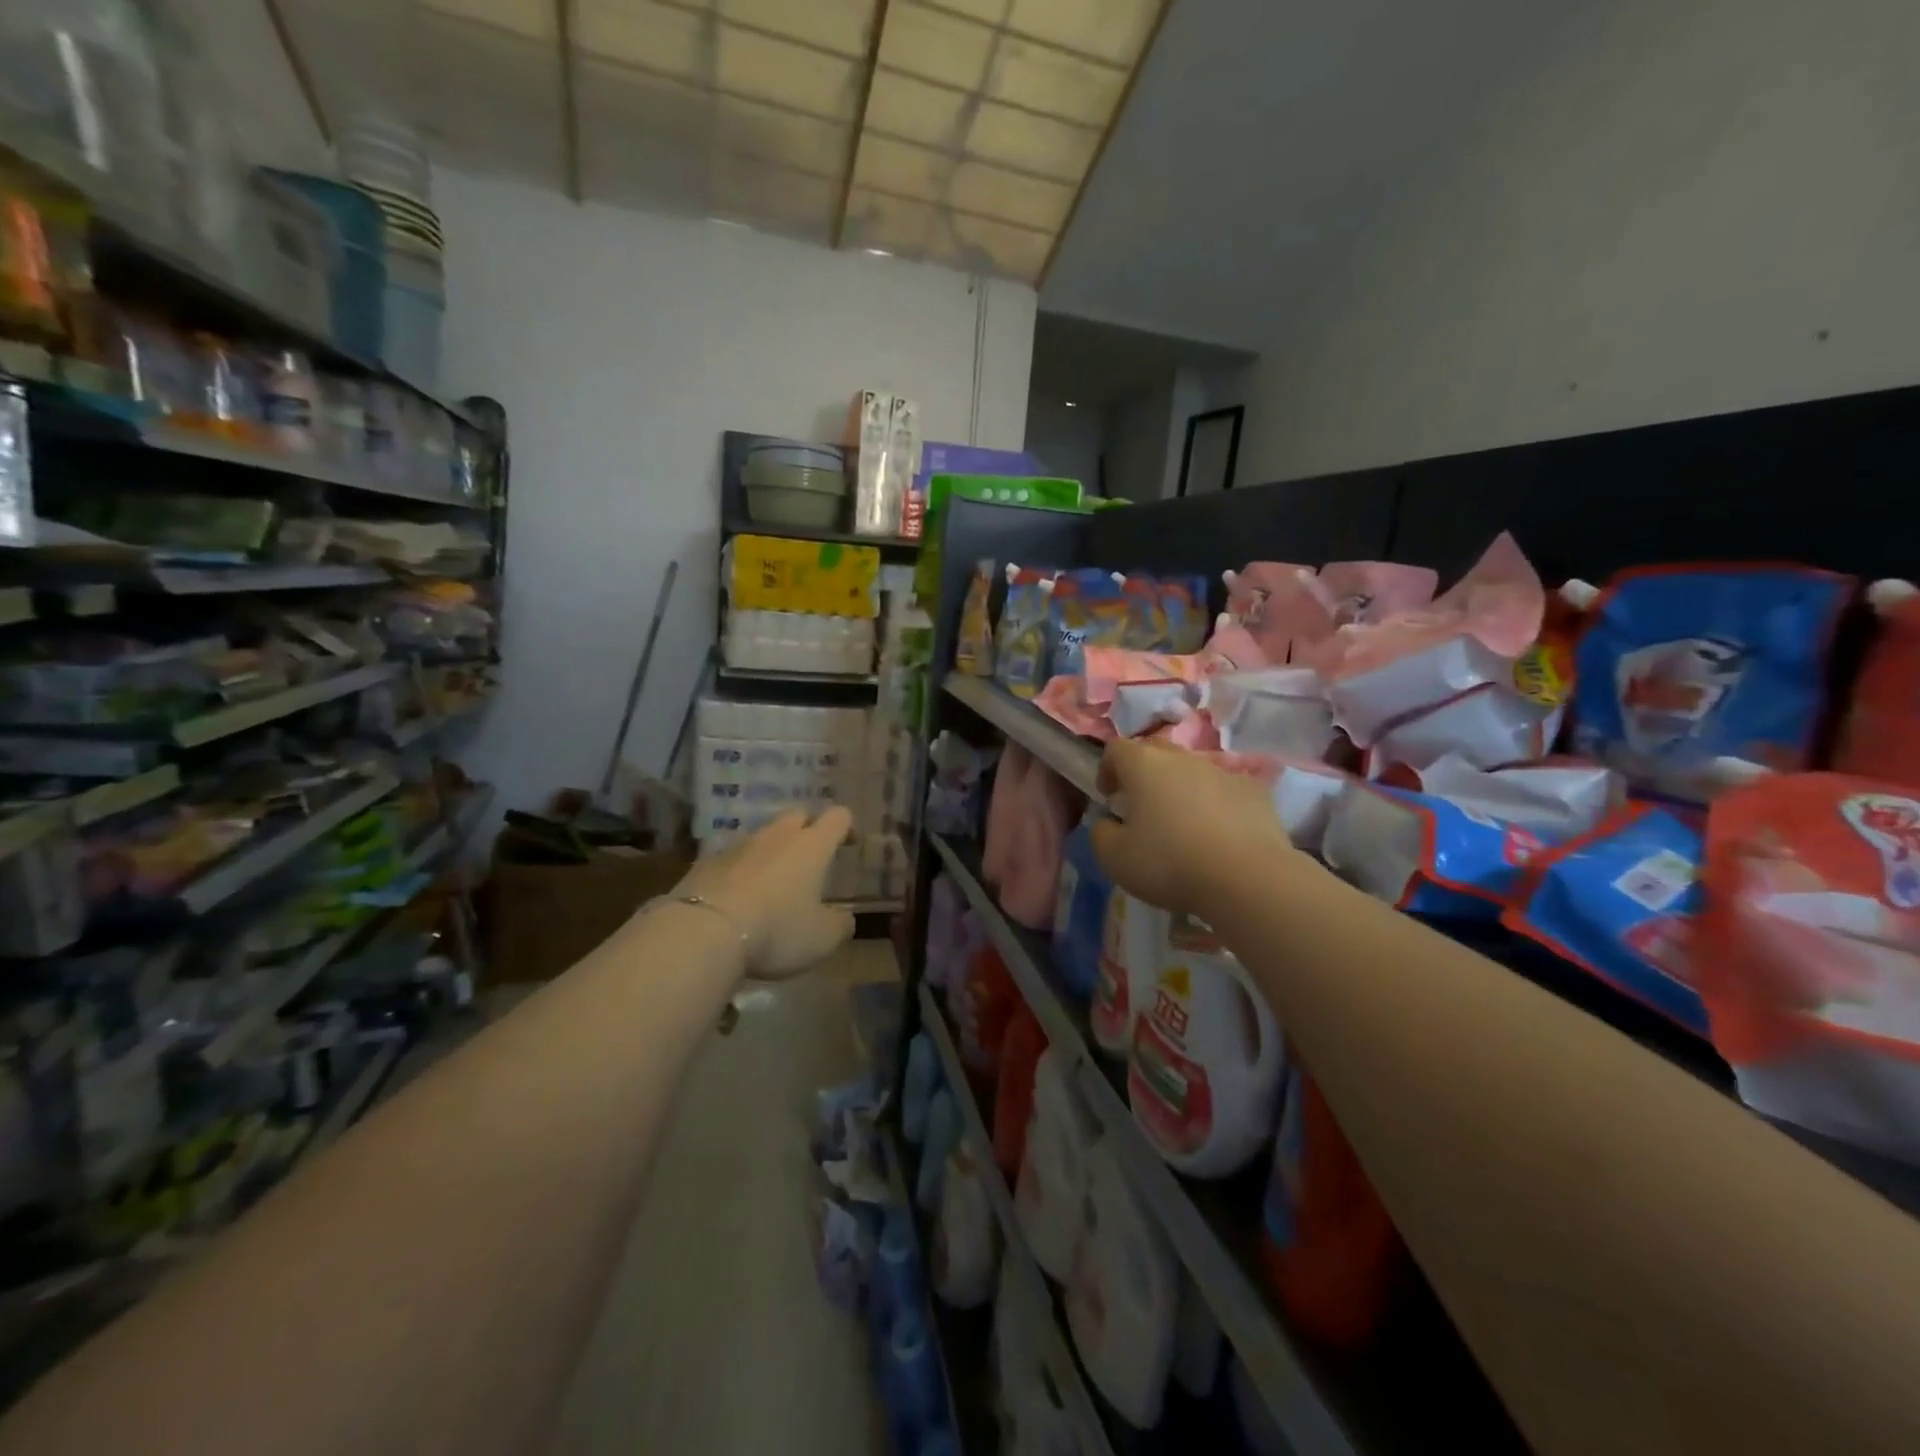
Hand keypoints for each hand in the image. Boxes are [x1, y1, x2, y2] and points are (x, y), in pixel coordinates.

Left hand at [673, 807, 856, 979]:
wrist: (703, 931)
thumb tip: (844, 918)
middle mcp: (777, 836)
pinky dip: (742, 871)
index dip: (847, 826)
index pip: (837, 816)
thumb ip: (840, 924)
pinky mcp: (706, 862)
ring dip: (773, 851)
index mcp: (812, 845)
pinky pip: (733, 858)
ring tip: (774, 881)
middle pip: (798, 815)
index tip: (849, 844)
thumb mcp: (822, 938)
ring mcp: (738, 846)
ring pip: (763, 836)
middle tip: (812, 856)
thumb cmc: (776, 929)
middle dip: (809, 829)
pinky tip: (739, 897)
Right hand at [1091, 739, 1302, 919]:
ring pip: (1193, 771)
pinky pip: (1226, 790)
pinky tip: (1219, 836)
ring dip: (1182, 789)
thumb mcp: (1115, 858)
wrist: (1247, 879)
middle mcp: (1183, 758)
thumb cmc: (1169, 863)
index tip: (1109, 796)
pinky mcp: (1255, 792)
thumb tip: (1108, 822)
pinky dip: (1216, 805)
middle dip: (1144, 774)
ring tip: (1183, 825)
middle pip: (1156, 751)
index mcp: (1144, 765)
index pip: (1117, 748)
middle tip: (1142, 806)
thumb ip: (1101, 833)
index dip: (1108, 769)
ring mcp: (1223, 771)